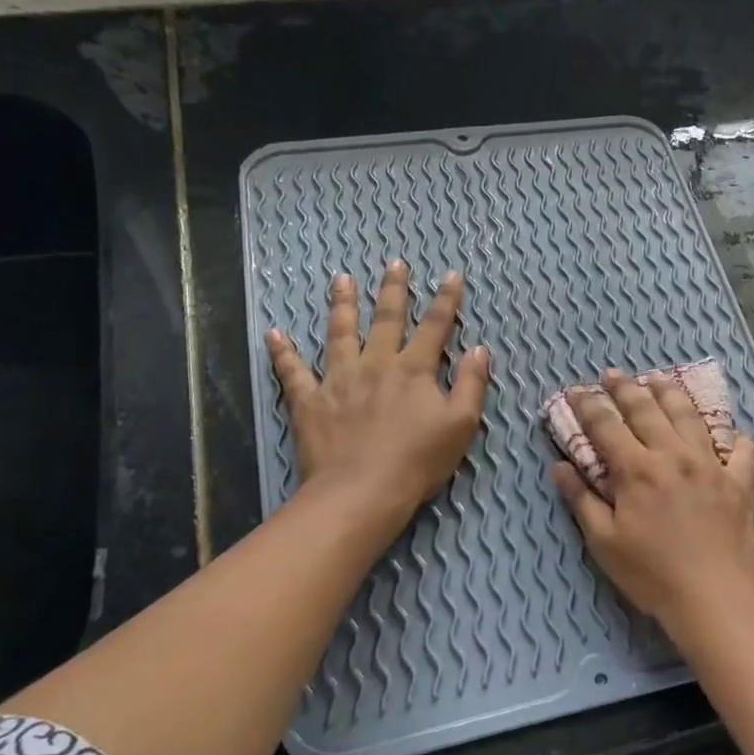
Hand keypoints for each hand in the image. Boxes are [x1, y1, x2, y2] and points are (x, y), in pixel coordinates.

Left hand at [267, 262, 488, 527]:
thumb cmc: (418, 461)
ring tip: (341, 280)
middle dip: (393, 290)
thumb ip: (470, 384)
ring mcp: (339, 379)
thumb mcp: (461, 425)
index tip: (451, 275)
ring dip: (342, 304)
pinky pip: (293, 372)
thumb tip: (479, 349)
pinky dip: (283, 352)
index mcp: (414, 370)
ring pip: (340, 333)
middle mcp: (376, 364)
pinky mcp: (310, 401)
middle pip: (386, 319)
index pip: (435, 326)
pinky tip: (274, 334)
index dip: (446, 300)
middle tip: (394, 263)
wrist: (362, 491)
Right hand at [551, 370, 753, 634]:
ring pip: (690, 417)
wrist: (714, 598)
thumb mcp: (604, 542)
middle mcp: (674, 455)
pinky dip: (735, 438)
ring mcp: (711, 465)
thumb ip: (581, 499)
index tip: (577, 390)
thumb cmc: (651, 575)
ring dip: (671, 394)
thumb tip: (559, 465)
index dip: (588, 405)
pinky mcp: (741, 482)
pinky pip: (743, 450)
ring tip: (659, 379)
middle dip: (626, 388)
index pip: (606, 425)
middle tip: (613, 373)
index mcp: (637, 469)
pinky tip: (729, 434)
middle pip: (647, 409)